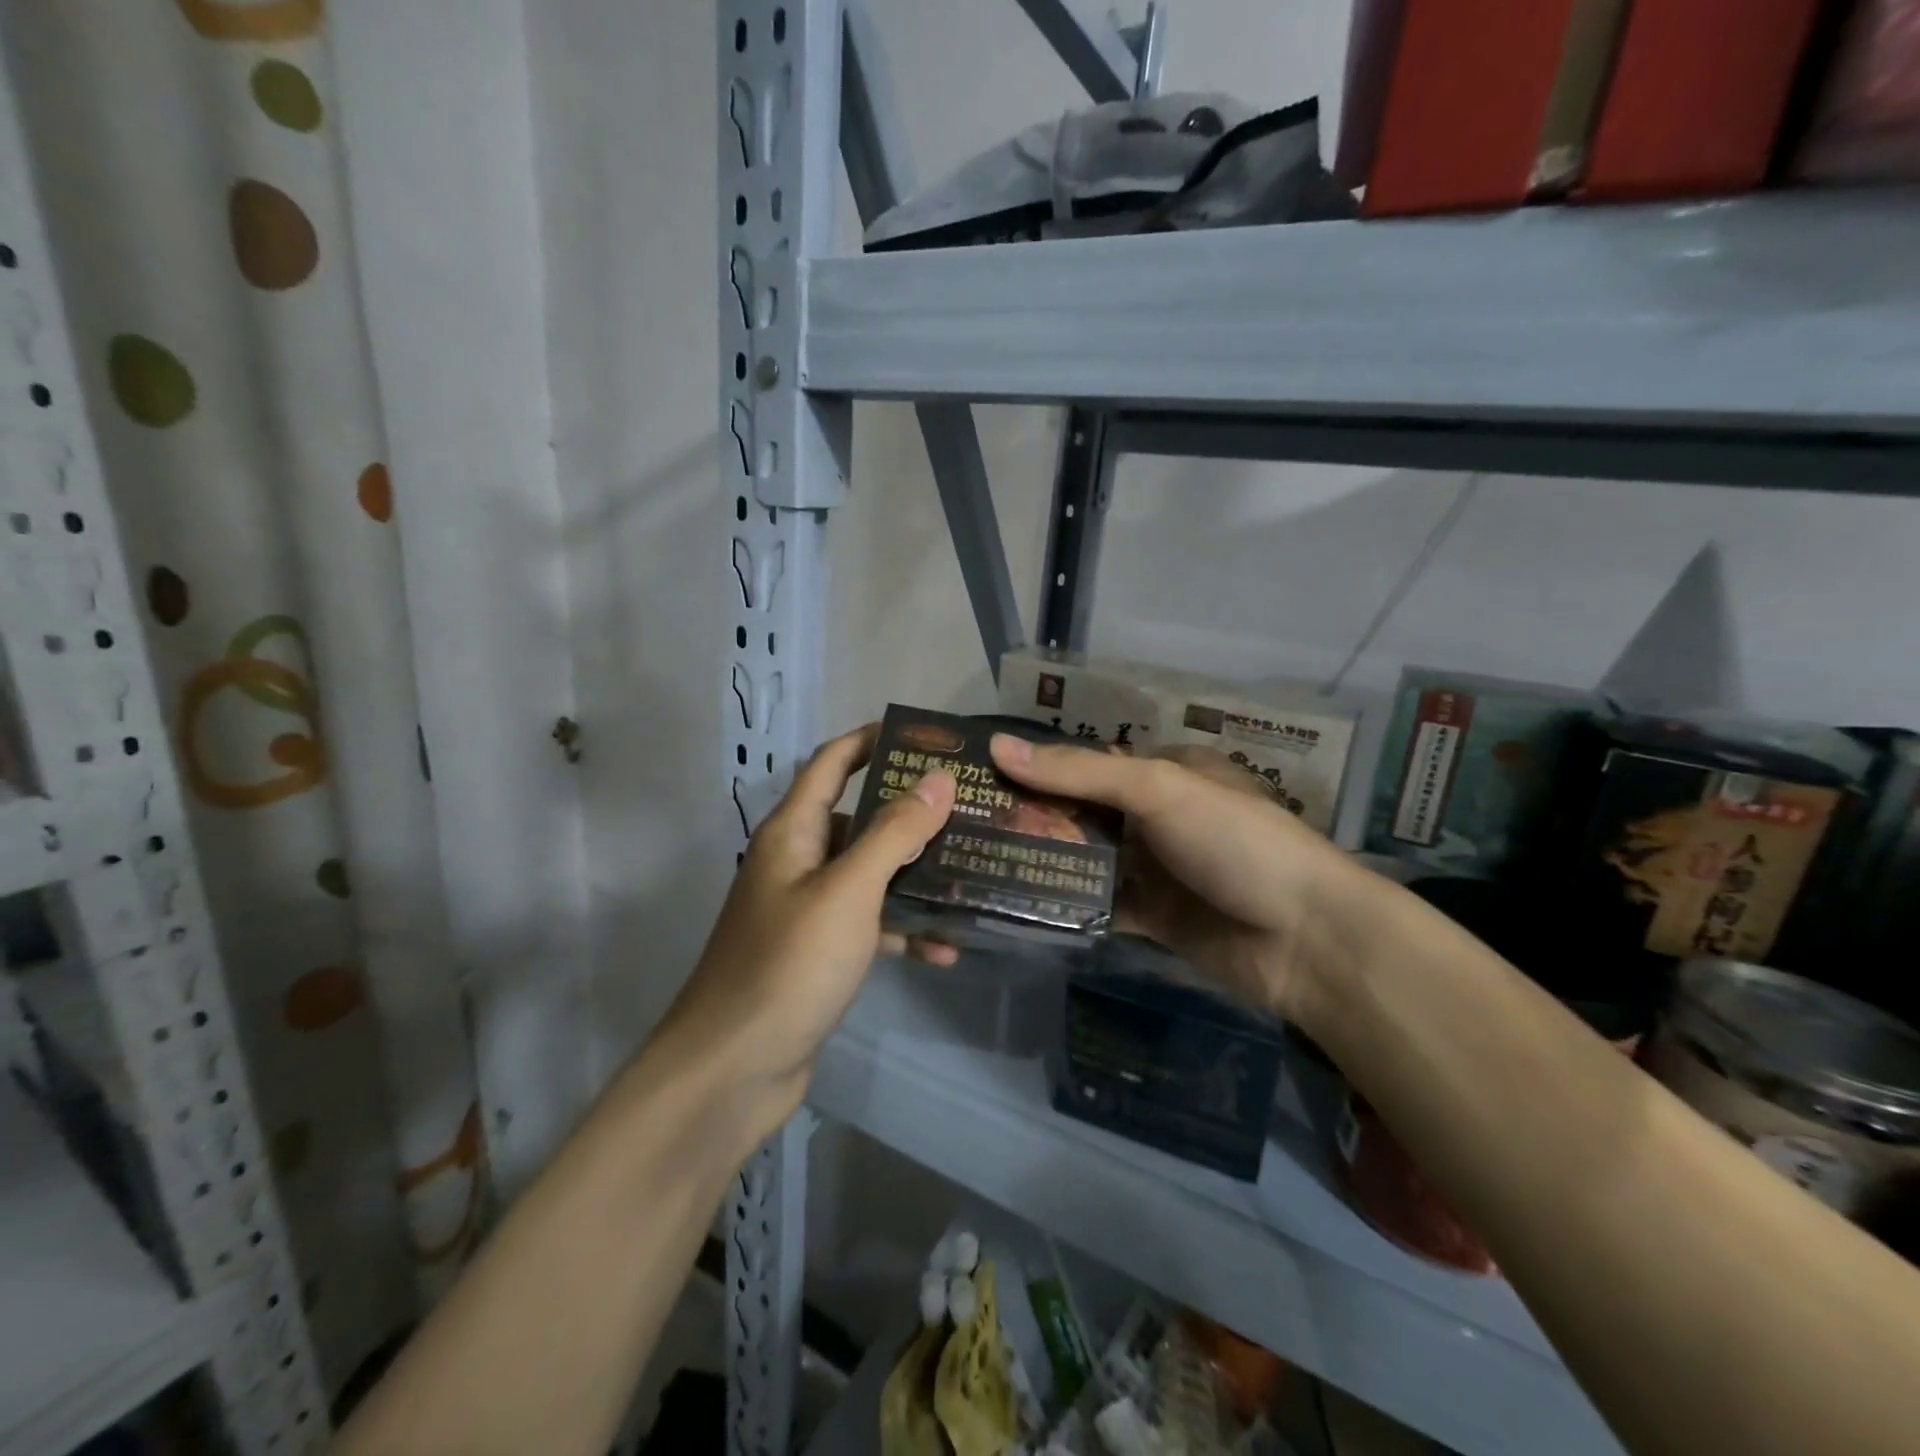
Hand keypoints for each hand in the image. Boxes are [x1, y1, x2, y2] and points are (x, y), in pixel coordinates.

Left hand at [659, 725, 954, 1128]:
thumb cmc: (789, 964)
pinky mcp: (819, 954)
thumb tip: (936, 777)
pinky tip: (946, 947)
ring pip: (869, 874)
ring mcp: (807, 910)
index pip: (832, 763)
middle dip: (908, 810)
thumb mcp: (849, 890)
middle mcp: (797, 862)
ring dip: (913, 872)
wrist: (733, 1069)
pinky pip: (868, 926)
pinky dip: (902, 929)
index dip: (871, 740)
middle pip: (858, 817)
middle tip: (966, 805)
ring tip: (970, 868)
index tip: (924, 736)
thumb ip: (893, 832)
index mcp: (793, 832)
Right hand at [990, 734, 1356, 1016]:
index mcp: (1168, 772)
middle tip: (968, 823)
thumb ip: (1079, 772)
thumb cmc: (1235, 842)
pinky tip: (1019, 904)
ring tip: (979, 861)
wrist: (1305, 939)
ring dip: (1046, 860)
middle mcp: (1159, 817)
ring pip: (1089, 859)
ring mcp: (1157, 869)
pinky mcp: (1155, 918)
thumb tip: (998, 746)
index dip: (1040, 765)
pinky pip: (1102, 905)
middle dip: (1035, 816)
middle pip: (1084, 811)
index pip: (1090, 762)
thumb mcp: (1159, 790)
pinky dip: (1068, 904)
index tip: (983, 774)